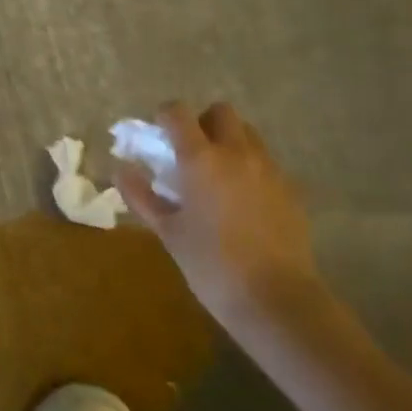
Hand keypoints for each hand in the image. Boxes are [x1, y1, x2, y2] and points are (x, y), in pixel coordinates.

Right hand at [116, 102, 323, 326]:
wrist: (275, 299)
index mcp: (201, 159)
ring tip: (218, 176)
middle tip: (190, 153)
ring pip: (248, 134)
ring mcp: (269, 168)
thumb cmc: (211, 264)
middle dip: (202, 122)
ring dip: (229, 142)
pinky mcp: (291, 188)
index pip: (178, 113)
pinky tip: (243, 201)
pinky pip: (266, 162)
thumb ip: (142, 196)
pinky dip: (250, 168)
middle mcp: (237, 153)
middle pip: (220, 111)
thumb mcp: (168, 232)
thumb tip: (120, 170)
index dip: (164, 116)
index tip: (158, 135)